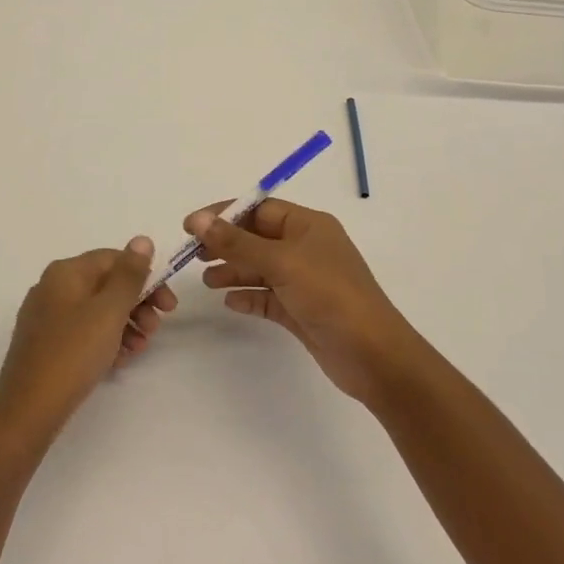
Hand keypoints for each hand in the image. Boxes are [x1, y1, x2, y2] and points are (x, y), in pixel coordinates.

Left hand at [0, 238, 177, 446]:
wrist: (28, 409)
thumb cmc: (73, 353)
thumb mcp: (109, 310)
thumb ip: (129, 274)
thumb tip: (141, 240)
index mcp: (66, 272)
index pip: (114, 259)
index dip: (145, 277)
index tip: (168, 306)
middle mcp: (52, 287)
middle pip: (105, 284)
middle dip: (137, 304)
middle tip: (155, 329)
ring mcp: (46, 316)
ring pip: (96, 310)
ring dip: (125, 324)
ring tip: (139, 349)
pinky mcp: (45, 344)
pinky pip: (83, 332)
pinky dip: (105, 340)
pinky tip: (119, 361)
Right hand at [186, 201, 430, 404]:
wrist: (372, 355)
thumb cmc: (329, 295)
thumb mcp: (281, 262)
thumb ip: (236, 242)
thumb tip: (198, 219)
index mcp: (308, 225)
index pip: (259, 209)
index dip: (224, 214)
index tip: (191, 226)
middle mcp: (306, 248)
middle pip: (257, 238)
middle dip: (225, 244)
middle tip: (193, 256)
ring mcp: (305, 280)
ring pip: (260, 268)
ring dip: (233, 272)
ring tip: (207, 282)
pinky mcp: (302, 310)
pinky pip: (267, 297)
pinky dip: (248, 297)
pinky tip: (230, 303)